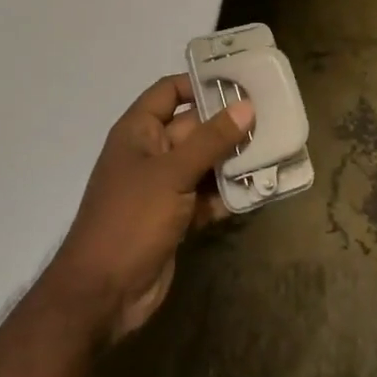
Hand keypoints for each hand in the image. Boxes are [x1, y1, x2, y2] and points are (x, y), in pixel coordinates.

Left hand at [45, 75, 253, 344]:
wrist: (103, 295)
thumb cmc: (131, 219)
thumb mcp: (172, 173)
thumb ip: (211, 140)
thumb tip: (246, 106)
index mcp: (138, 132)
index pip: (170, 92)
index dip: (200, 84)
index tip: (240, 81)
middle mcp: (151, 154)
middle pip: (194, 128)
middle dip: (228, 125)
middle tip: (271, 118)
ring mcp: (163, 188)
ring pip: (204, 164)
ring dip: (233, 161)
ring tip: (273, 151)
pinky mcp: (175, 218)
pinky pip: (206, 196)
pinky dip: (227, 194)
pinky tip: (258, 190)